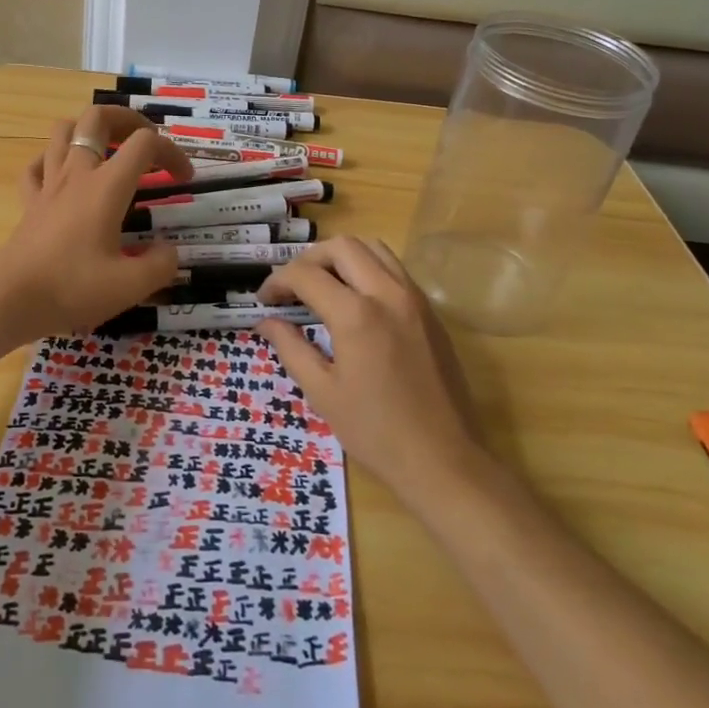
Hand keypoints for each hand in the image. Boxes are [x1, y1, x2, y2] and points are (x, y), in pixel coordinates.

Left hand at [0, 106, 194, 343]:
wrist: (8, 301)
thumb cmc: (71, 288)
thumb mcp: (130, 285)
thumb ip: (161, 265)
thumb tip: (169, 251)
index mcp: (107, 186)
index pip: (145, 143)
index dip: (172, 152)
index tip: (184, 179)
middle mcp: (77, 173)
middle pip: (97, 117)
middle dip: (127, 119)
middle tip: (145, 142)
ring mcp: (49, 184)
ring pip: (63, 131)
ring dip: (88, 131)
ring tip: (108, 150)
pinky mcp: (29, 202)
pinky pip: (37, 165)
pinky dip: (53, 161)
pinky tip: (65, 177)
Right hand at [254, 237, 488, 505]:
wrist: (444, 460)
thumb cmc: (376, 432)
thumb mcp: (323, 393)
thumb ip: (291, 348)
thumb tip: (266, 321)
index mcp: (357, 315)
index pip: (306, 275)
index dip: (277, 282)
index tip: (264, 300)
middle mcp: (388, 293)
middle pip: (342, 247)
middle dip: (309, 259)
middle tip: (292, 288)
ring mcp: (414, 299)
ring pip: (373, 249)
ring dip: (342, 258)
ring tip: (323, 286)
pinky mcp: (430, 311)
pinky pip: (394, 270)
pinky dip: (368, 270)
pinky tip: (356, 302)